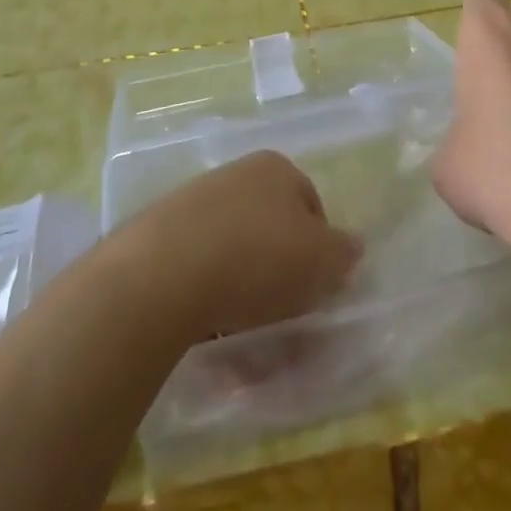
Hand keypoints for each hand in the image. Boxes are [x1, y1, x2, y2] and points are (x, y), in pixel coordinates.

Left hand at [120, 150, 362, 343]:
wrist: (163, 273)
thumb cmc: (257, 257)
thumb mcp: (321, 259)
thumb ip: (343, 253)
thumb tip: (350, 248)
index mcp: (276, 168)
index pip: (312, 207)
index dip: (320, 252)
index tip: (315, 291)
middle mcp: (235, 176)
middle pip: (271, 232)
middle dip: (280, 278)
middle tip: (283, 320)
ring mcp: (193, 204)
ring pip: (235, 258)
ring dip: (245, 298)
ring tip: (245, 341)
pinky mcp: (160, 239)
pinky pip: (198, 275)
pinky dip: (209, 305)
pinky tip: (209, 335)